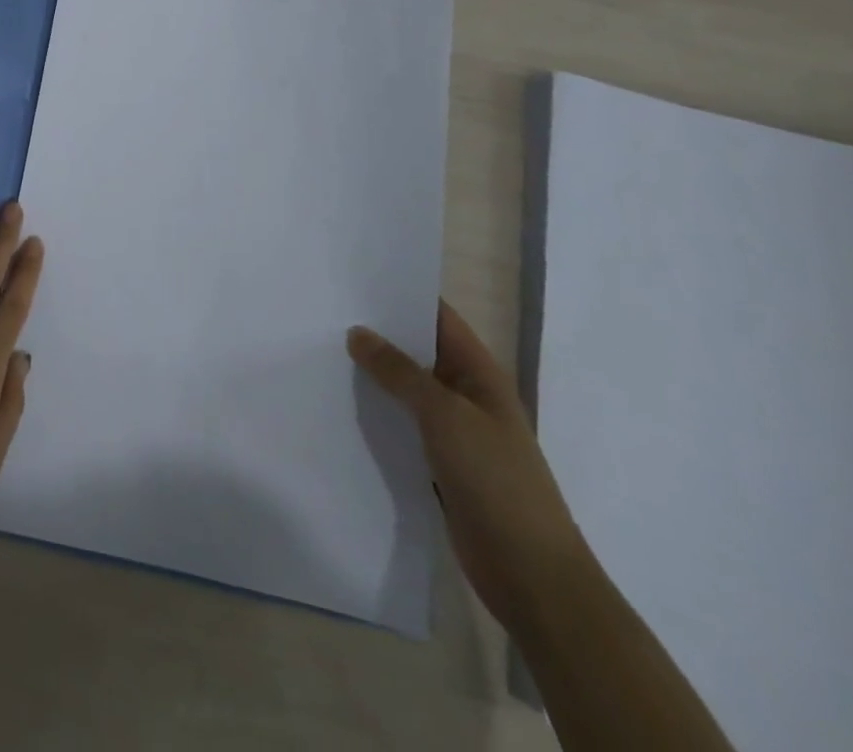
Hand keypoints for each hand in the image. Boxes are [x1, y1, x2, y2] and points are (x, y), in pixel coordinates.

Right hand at [348, 300, 593, 633]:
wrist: (531, 574)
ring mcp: (454, 431)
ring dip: (373, 374)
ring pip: (406, 389)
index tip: (355, 277)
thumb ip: (400, 372)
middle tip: (326, 310)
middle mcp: (466, 395)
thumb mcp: (445, 415)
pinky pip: (401, 424)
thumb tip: (358, 333)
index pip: (439, 318)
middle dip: (378, 332)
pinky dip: (376, 412)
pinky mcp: (438, 463)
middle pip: (418, 351)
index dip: (403, 294)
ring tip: (321, 349)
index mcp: (480, 374)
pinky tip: (340, 403)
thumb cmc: (496, 481)